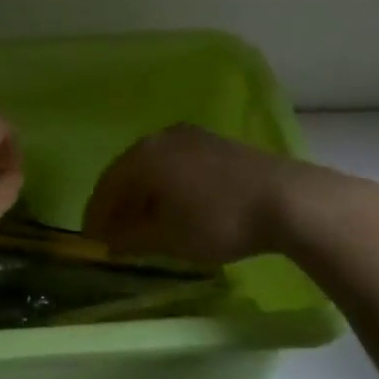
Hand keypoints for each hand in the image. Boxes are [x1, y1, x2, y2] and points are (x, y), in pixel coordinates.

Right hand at [84, 124, 356, 266]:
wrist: (286, 199)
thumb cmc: (219, 220)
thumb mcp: (169, 238)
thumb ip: (132, 239)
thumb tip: (110, 241)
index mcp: (143, 155)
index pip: (107, 185)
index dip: (96, 215)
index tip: (92, 241)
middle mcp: (162, 137)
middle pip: (128, 172)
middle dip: (119, 204)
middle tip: (114, 234)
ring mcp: (191, 136)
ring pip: (154, 166)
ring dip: (144, 195)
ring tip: (145, 224)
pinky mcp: (216, 143)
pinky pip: (177, 163)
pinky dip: (167, 186)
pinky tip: (176, 207)